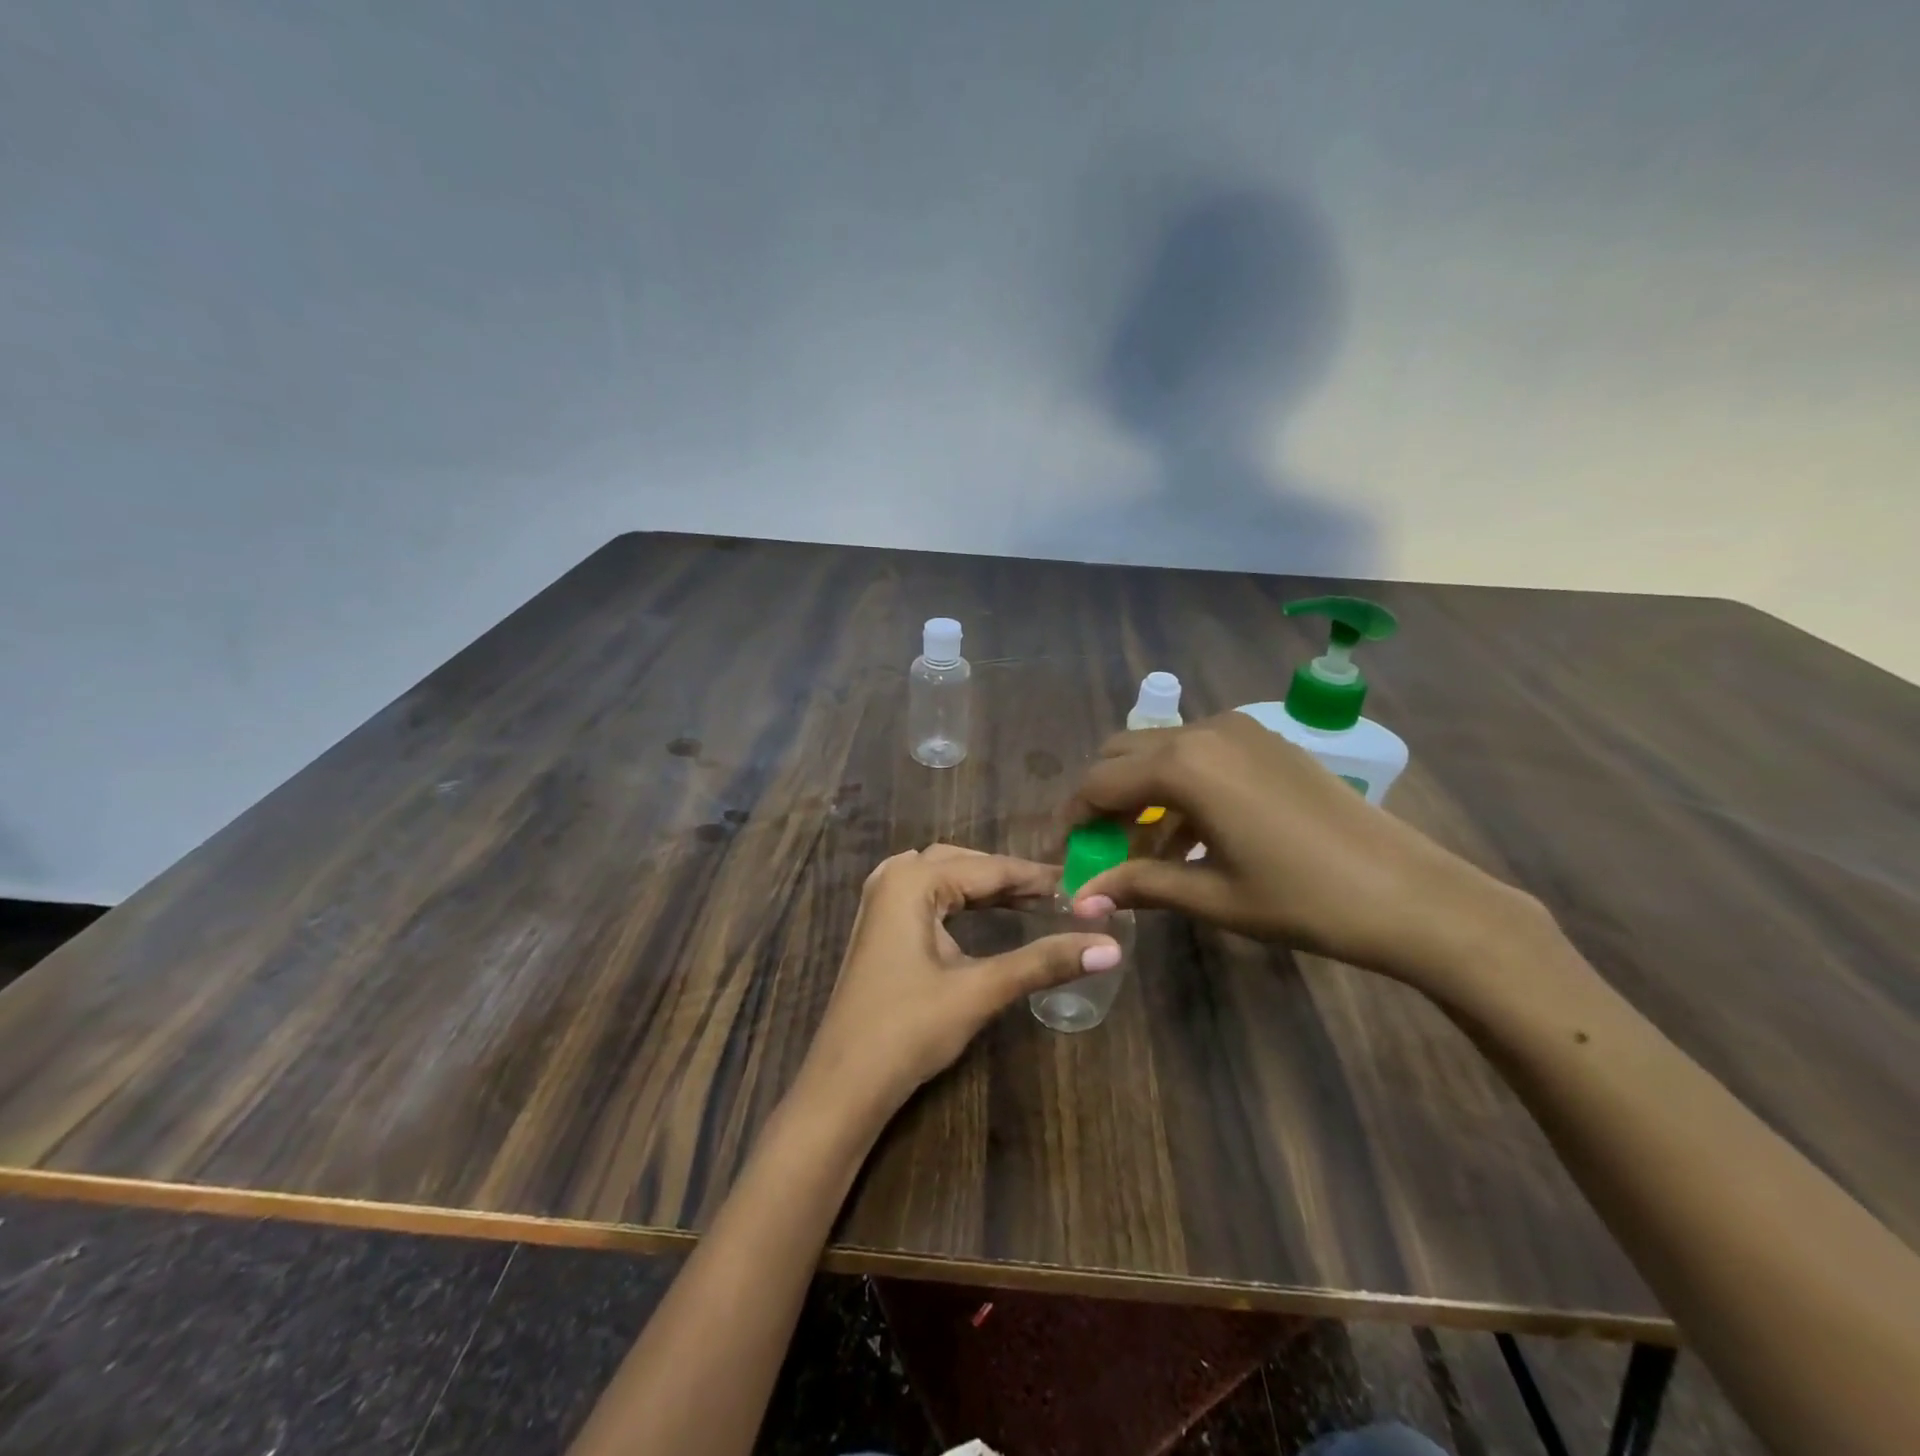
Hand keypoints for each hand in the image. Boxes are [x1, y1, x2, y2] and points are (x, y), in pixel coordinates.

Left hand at [795, 845, 1121, 1124]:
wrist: (845, 1083)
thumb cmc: (909, 1030)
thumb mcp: (980, 990)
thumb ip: (1043, 962)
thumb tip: (1110, 947)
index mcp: (913, 880)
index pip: (989, 868)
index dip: (1037, 877)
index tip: (1081, 886)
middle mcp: (893, 877)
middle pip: (965, 864)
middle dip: (1011, 878)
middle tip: (1059, 896)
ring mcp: (881, 900)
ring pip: (945, 876)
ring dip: (986, 886)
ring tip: (1032, 901)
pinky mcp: (879, 925)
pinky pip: (929, 894)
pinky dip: (962, 898)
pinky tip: (984, 912)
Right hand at [1063, 712, 1546, 996]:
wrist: (1410, 894)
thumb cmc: (1302, 899)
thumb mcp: (1211, 896)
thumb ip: (1138, 884)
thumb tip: (1079, 898)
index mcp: (1183, 765)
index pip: (1098, 783)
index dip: (1071, 819)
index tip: (1063, 856)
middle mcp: (1204, 731)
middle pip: (1121, 755)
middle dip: (1101, 800)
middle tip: (1100, 851)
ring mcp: (1239, 731)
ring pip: (1159, 751)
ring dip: (1139, 794)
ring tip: (1144, 851)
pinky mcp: (1265, 741)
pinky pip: (1198, 754)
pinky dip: (1177, 786)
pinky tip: (1190, 835)